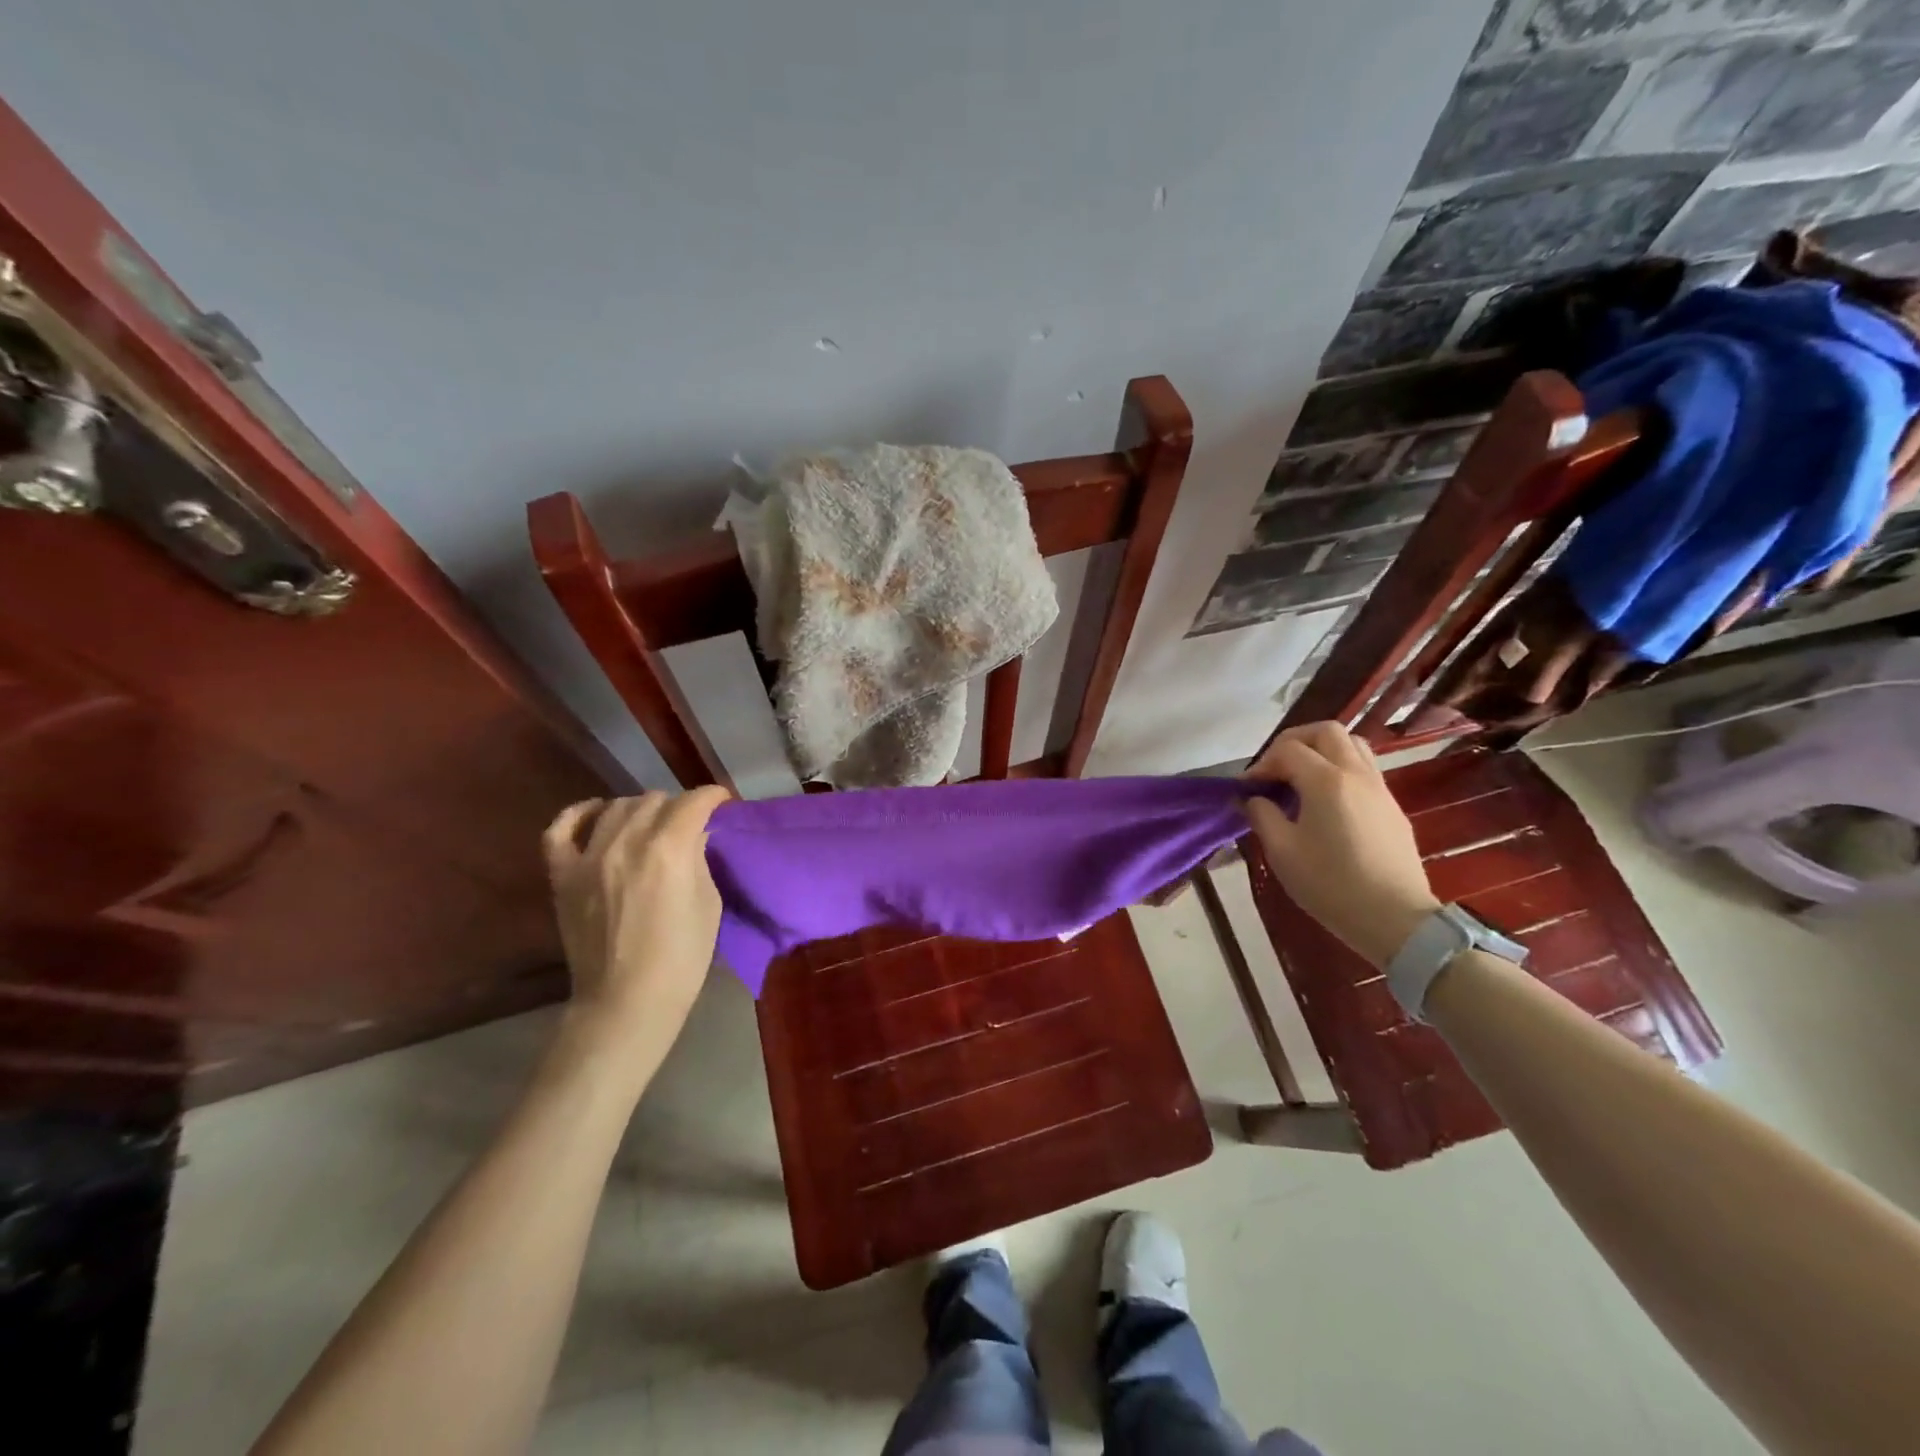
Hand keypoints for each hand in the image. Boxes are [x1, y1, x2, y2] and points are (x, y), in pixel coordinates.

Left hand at [542, 788, 732, 1053]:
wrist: (626, 1001)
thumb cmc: (681, 957)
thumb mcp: (708, 904)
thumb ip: (699, 860)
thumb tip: (694, 834)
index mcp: (669, 850)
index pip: (693, 802)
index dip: (713, 796)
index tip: (722, 802)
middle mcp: (626, 842)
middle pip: (655, 800)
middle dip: (679, 806)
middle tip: (690, 824)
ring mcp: (588, 857)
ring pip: (616, 807)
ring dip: (640, 808)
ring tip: (652, 823)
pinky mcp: (563, 876)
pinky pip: (560, 830)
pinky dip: (579, 814)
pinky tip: (597, 811)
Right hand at [1243, 722, 1438, 968]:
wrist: (1395, 919)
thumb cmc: (1331, 885)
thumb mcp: (1282, 852)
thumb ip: (1262, 816)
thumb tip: (1251, 799)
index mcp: (1326, 781)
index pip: (1288, 751)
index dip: (1261, 764)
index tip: (1247, 789)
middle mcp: (1356, 774)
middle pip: (1325, 731)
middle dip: (1293, 742)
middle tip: (1274, 768)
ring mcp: (1379, 788)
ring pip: (1351, 744)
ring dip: (1321, 750)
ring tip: (1300, 777)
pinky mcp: (1391, 806)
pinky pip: (1364, 768)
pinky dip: (1339, 768)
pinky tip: (1325, 800)